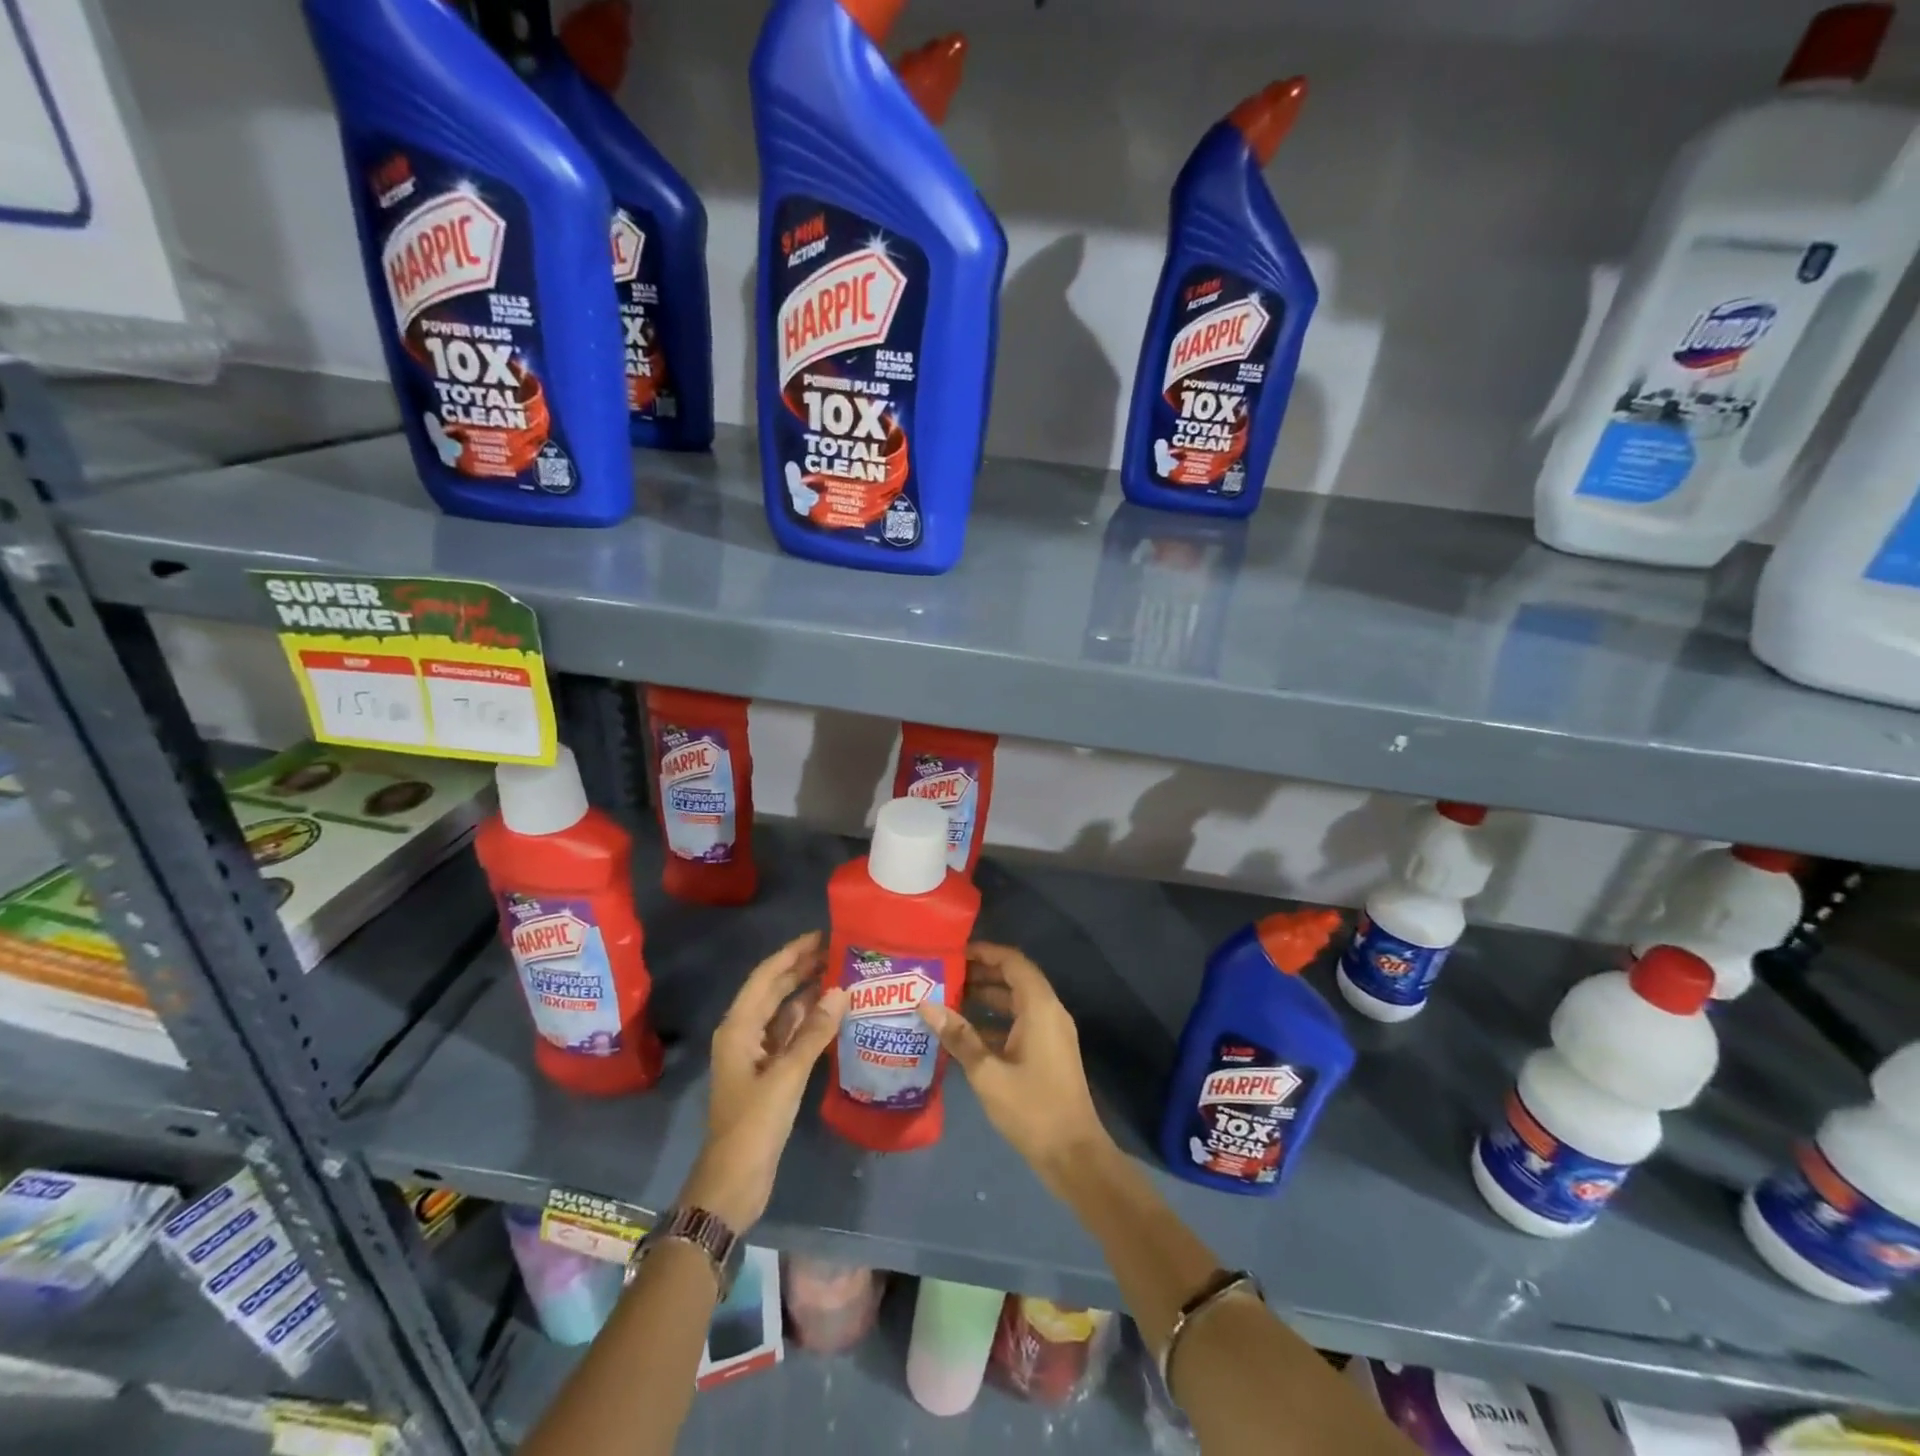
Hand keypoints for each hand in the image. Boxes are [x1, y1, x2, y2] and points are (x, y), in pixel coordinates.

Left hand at [680, 931, 846, 1230]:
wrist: (733, 1182)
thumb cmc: (754, 1124)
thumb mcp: (787, 1075)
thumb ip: (814, 1031)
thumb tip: (840, 991)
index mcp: (738, 1027)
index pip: (767, 976)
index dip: (792, 953)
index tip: (822, 934)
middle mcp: (744, 1033)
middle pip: (775, 990)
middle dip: (803, 968)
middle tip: (840, 950)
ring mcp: (756, 1054)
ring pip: (784, 1012)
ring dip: (809, 993)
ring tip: (843, 975)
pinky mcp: (768, 1073)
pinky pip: (791, 1035)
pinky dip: (810, 1021)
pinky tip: (834, 1014)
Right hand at [919, 942, 1112, 1198]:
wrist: (1073, 1155)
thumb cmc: (1032, 1109)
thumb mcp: (987, 1073)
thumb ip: (958, 1036)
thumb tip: (925, 1004)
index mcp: (1040, 1008)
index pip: (1013, 962)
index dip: (985, 952)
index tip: (954, 952)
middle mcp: (1049, 1012)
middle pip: (1014, 979)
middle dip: (981, 974)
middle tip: (944, 975)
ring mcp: (1051, 1033)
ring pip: (1016, 1002)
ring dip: (986, 998)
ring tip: (948, 999)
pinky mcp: (1048, 1052)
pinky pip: (1020, 1022)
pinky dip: (995, 1020)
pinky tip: (966, 1033)